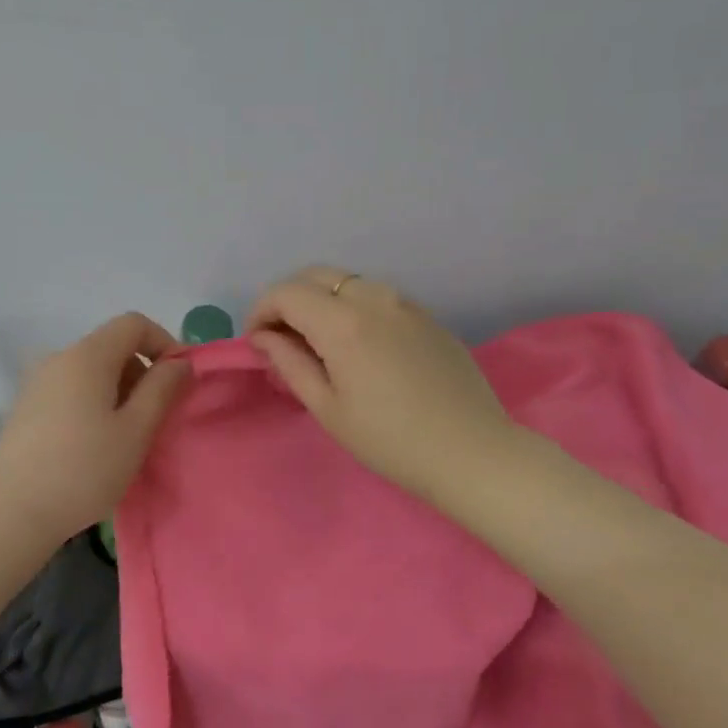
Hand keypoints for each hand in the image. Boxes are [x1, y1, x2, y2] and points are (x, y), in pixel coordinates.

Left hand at [0, 312, 189, 541]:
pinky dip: (95, 404)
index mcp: (87, 355)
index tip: (179, 381)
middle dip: (142, 373)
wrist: (11, 512)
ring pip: (92, 372)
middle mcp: (58, 358)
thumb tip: (179, 362)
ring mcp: (37, 383)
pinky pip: (72, 391)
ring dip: (120, 392)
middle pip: (112, 347)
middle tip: (156, 418)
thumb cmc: (84, 469)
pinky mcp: (26, 408)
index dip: (164, 343)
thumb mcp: (135, 430)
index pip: (133, 324)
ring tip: (127, 437)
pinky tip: (95, 445)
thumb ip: (162, 389)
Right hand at [246, 266, 511, 504]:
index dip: (261, 310)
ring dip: (321, 300)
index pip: (287, 292)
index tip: (256, 341)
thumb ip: (290, 363)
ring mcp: (406, 303)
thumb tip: (264, 337)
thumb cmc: (389, 440)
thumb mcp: (328, 408)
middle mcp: (374, 298)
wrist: (471, 452)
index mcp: (344, 322)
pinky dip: (352, 307)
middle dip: (288, 299)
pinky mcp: (426, 316)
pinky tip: (356, 345)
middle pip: (316, 276)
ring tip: (316, 342)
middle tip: (280, 338)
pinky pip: (377, 296)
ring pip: (348, 282)